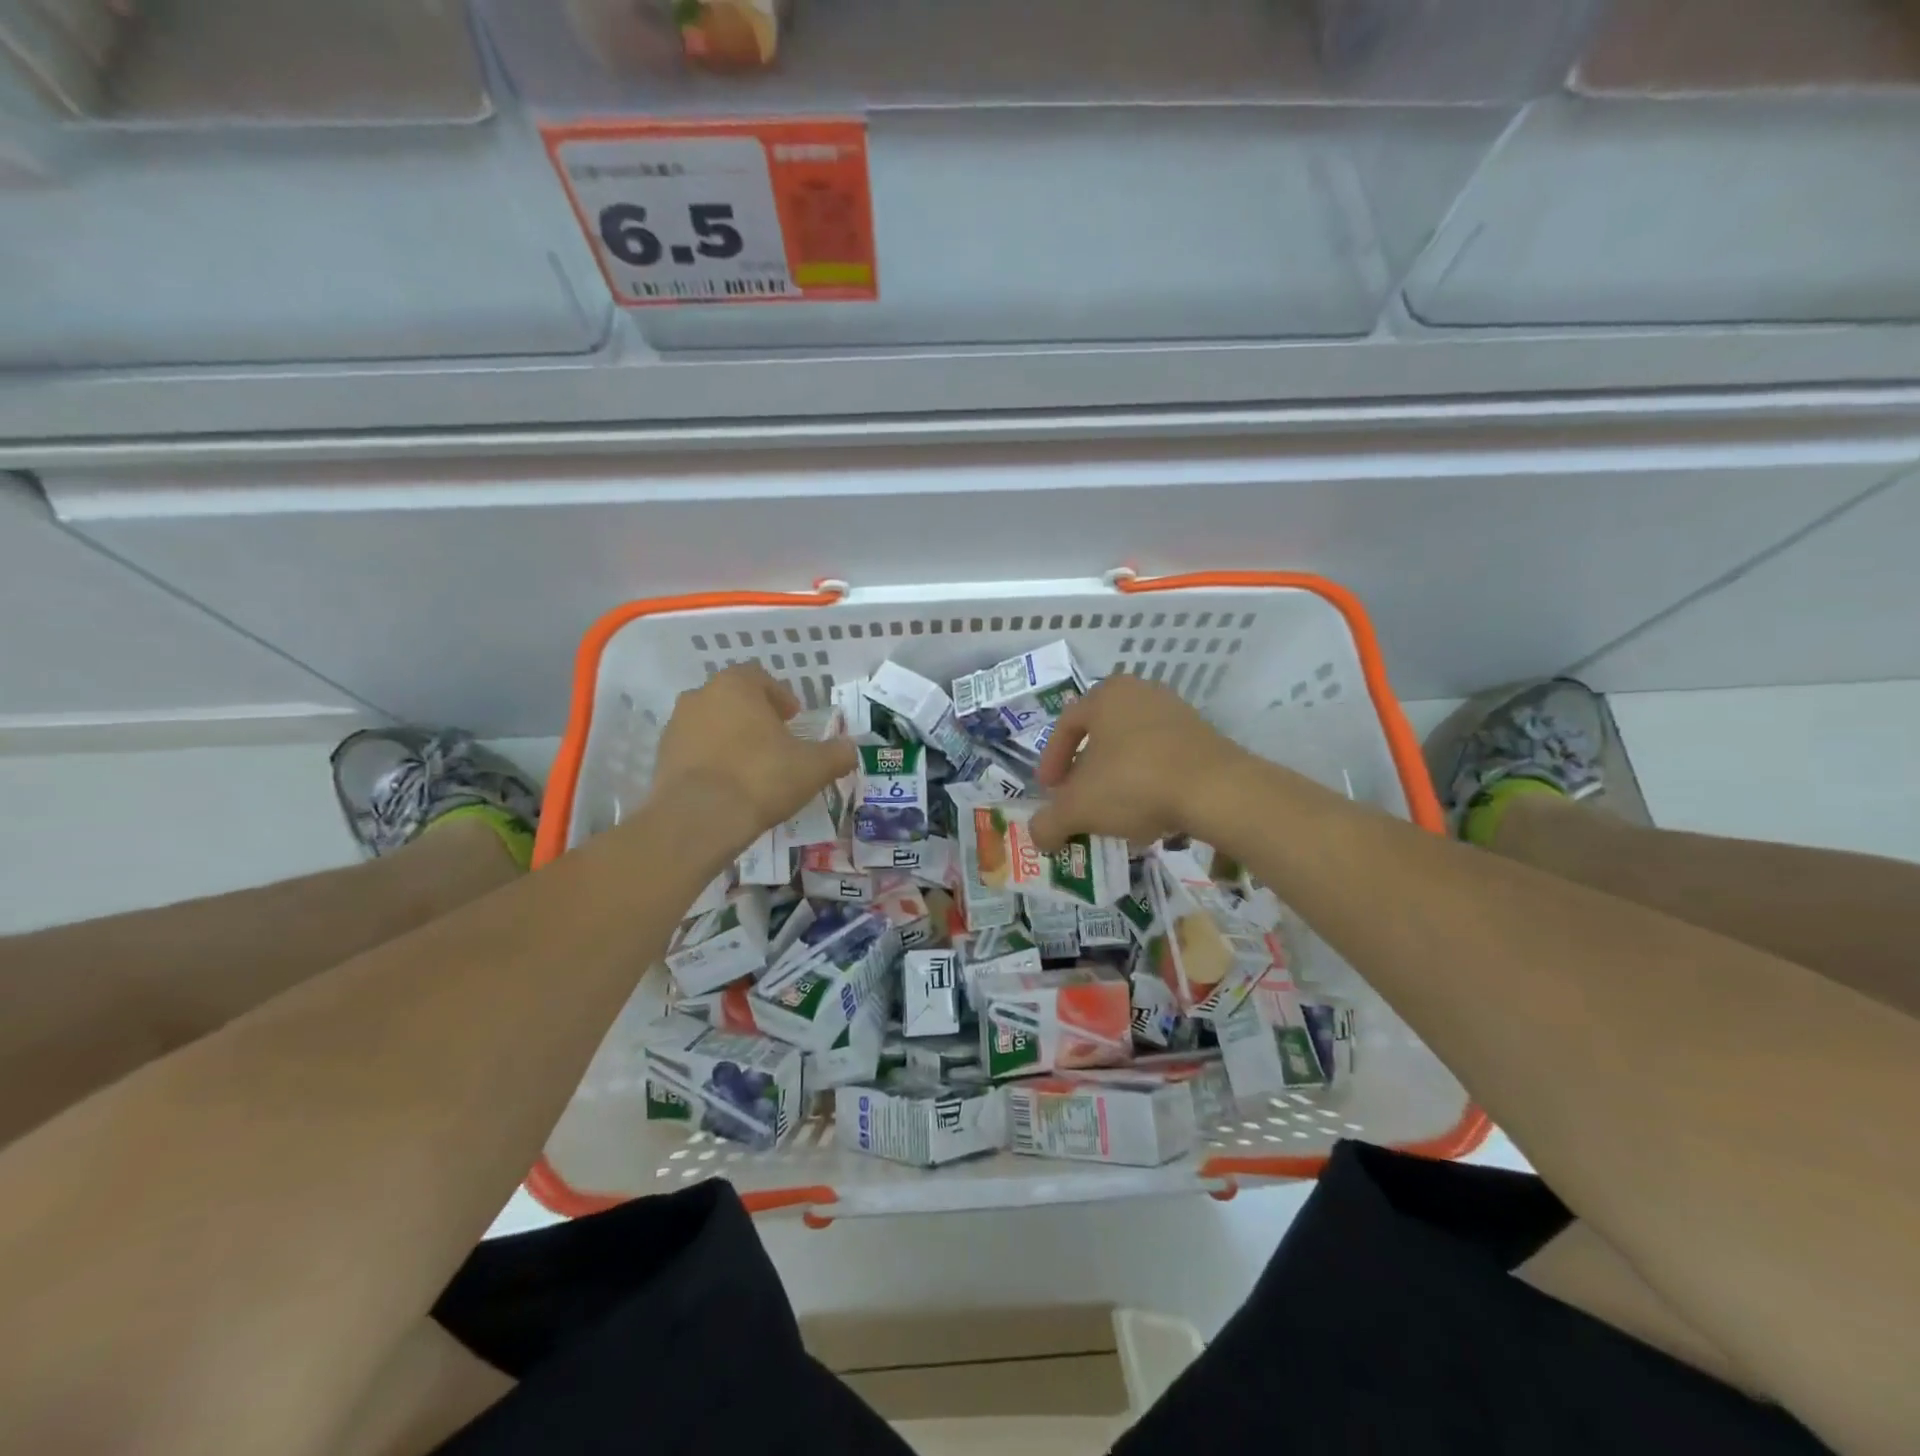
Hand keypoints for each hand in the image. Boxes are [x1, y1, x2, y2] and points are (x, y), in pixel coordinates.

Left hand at [649, 664, 856, 856]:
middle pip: (733, 698)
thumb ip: (836, 754)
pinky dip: (711, 760)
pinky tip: (728, 785)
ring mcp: (676, 726)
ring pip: (711, 723)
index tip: (793, 719)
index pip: (760, 677)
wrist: (698, 819)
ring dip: (731, 737)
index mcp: (736, 686)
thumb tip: (851, 748)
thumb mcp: (812, 768)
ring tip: (751, 766)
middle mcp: (700, 696)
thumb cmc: (761, 778)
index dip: (780, 696)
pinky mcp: (661, 757)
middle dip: (754, 716)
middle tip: (775, 742)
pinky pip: (694, 750)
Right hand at [1031, 675, 1250, 851]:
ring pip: (1132, 749)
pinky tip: (1149, 814)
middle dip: (1085, 773)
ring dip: (1117, 780)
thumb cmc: (1134, 783)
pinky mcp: (1205, 737)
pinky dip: (1149, 784)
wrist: (1217, 791)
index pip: (1066, 724)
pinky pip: (1163, 760)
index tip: (1049, 792)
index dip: (1051, 761)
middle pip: (1101, 736)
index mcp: (1106, 695)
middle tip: (1079, 801)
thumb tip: (1039, 837)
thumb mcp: (1078, 808)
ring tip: (1114, 814)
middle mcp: (1141, 693)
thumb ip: (1049, 822)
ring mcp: (1178, 713)